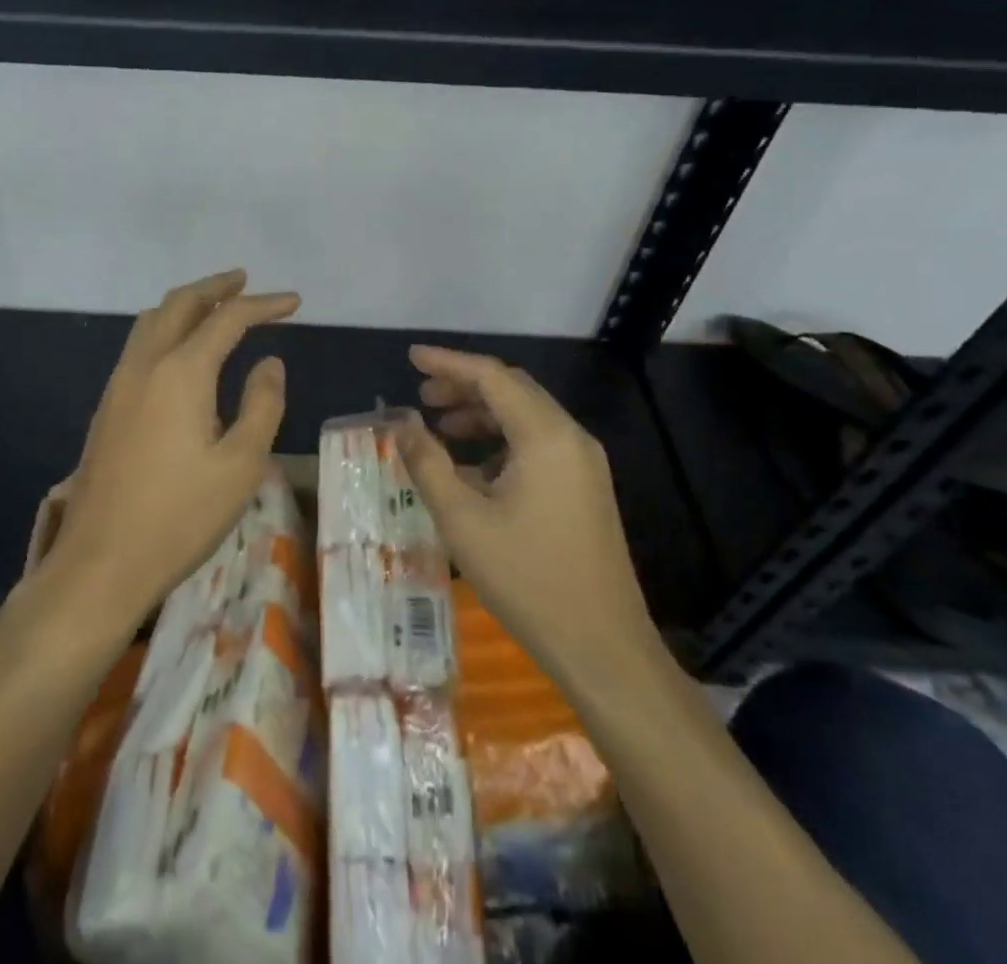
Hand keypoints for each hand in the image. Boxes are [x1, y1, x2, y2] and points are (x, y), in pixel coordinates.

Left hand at [47, 270, 298, 634]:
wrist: (101, 562)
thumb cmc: (180, 517)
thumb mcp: (241, 465)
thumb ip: (262, 405)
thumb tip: (270, 363)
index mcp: (181, 372)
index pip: (227, 319)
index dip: (263, 305)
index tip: (294, 302)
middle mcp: (145, 365)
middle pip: (180, 304)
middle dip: (215, 288)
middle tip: (244, 281)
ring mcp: (120, 384)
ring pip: (152, 321)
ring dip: (185, 304)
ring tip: (214, 307)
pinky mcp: (108, 407)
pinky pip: (139, 345)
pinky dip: (166, 328)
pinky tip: (181, 352)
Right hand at [397, 346, 662, 693]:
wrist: (603, 648)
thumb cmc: (527, 579)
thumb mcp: (462, 520)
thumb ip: (427, 463)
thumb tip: (402, 424)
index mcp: (545, 436)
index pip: (492, 377)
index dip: (448, 362)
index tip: (411, 357)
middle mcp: (570, 438)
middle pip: (513, 390)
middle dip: (465, 386)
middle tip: (422, 396)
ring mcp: (583, 464)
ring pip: (526, 417)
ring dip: (482, 413)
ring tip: (441, 428)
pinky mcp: (585, 488)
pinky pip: (539, 444)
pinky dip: (502, 440)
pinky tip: (473, 468)